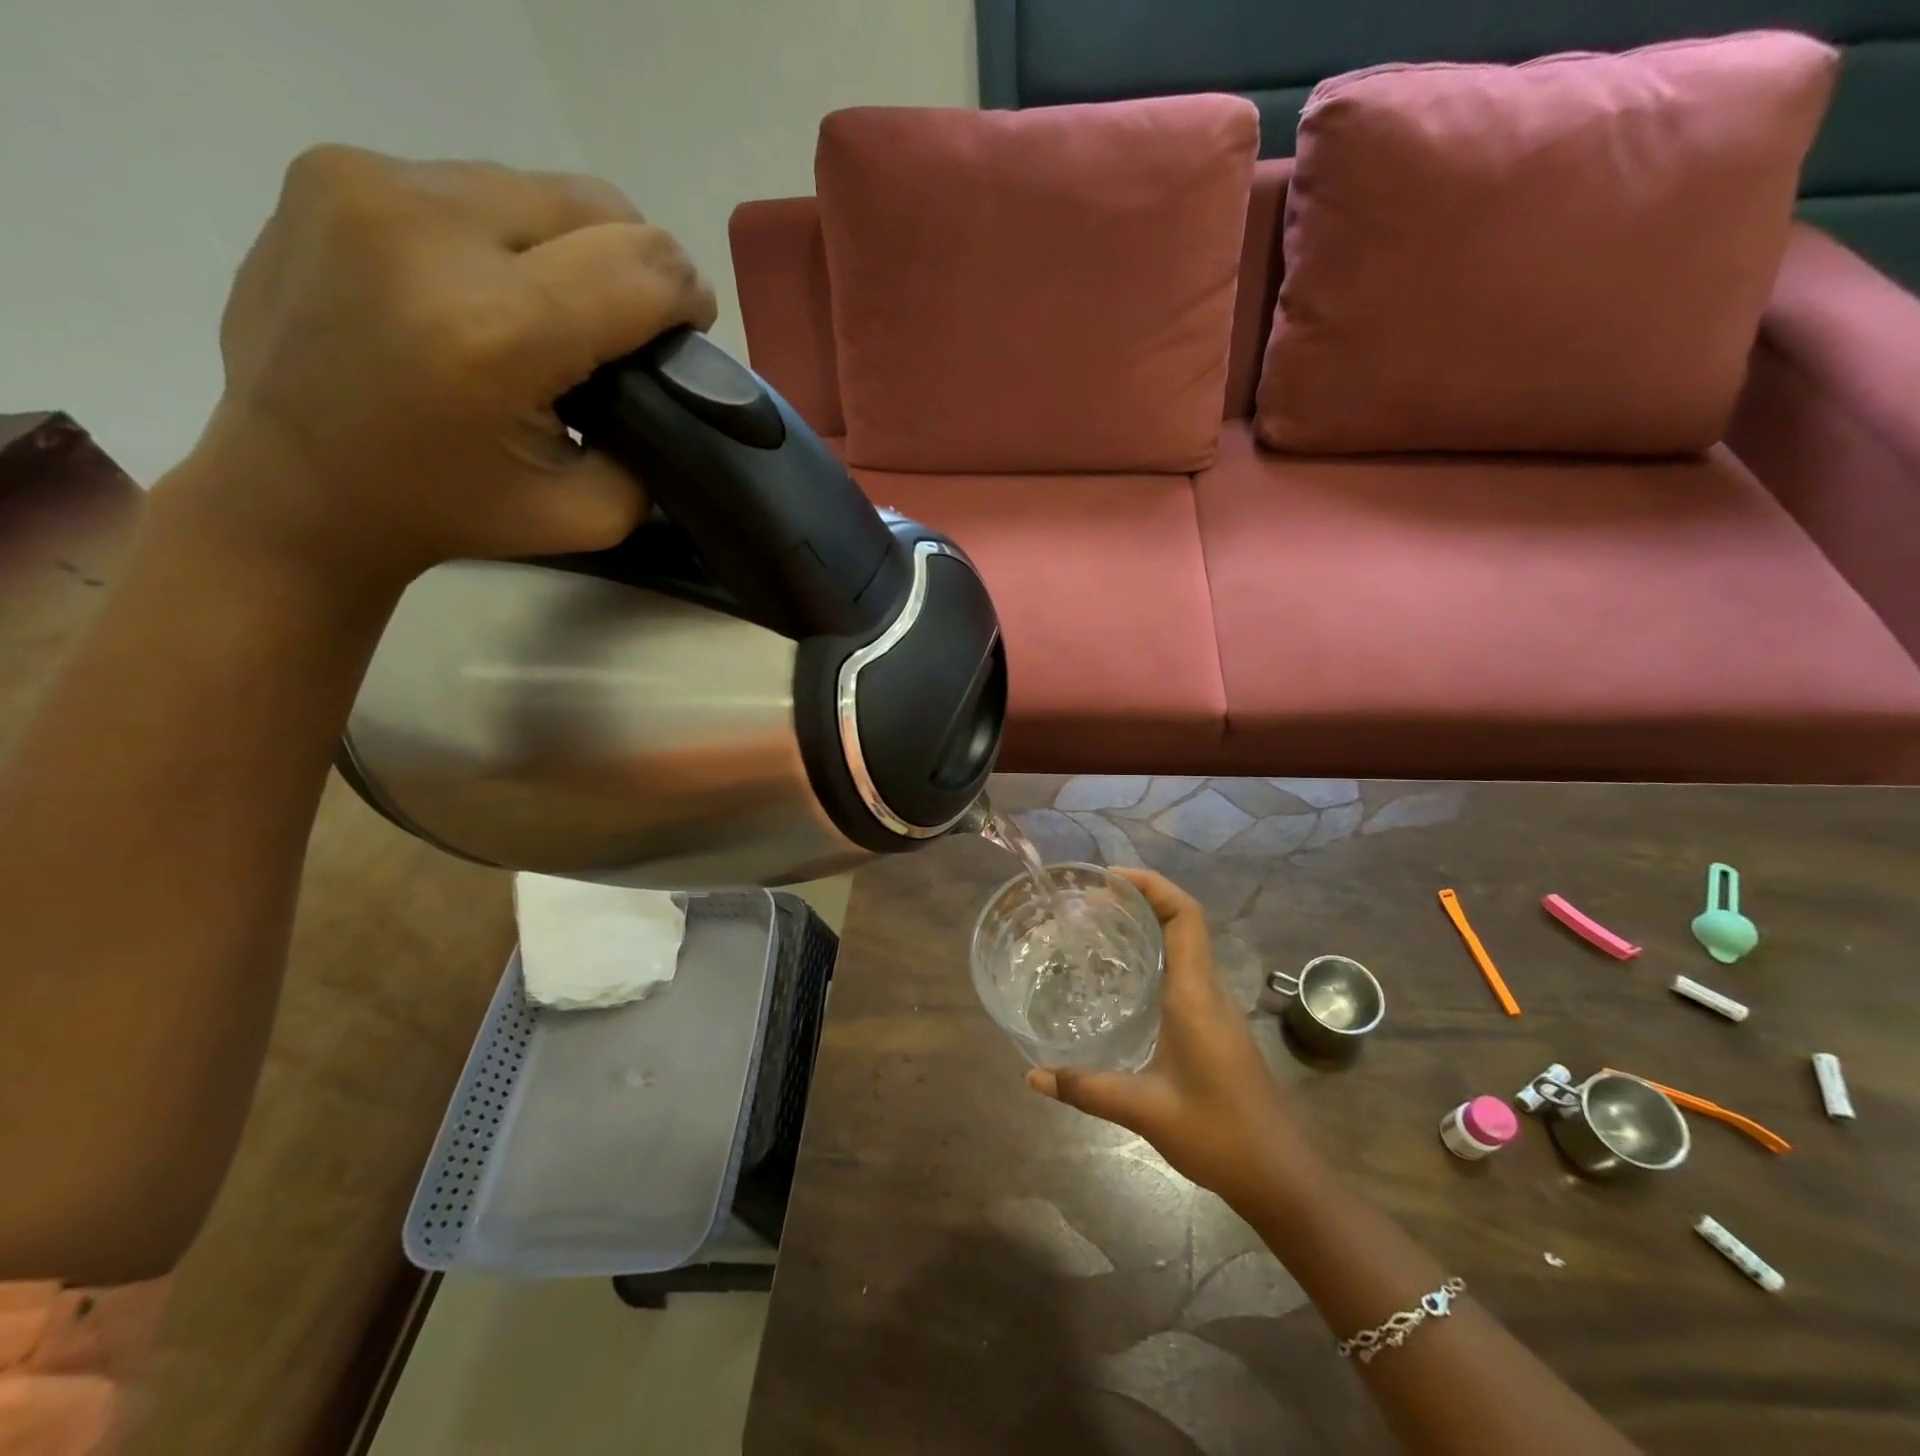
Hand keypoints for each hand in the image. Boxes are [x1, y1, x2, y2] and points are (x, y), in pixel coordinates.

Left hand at [165, 145, 716, 589]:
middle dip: (636, 266)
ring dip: (570, 246)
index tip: (686, 334)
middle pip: (599, 206)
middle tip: (622, 326)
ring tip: (548, 308)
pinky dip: (503, 234)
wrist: (295, 485)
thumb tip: (673, 378)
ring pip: (537, 187)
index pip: (646, 268)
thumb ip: (654, 448)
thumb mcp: (589, 515)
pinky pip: (470, 183)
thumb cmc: (450, 511)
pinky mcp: (330, 169)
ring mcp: (369, 184)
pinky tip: (481, 288)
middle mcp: (430, 230)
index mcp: (498, 331)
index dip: (688, 300)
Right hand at [1027, 868, 1317, 1211]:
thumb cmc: (1219, 1135)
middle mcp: (1209, 990)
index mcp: (1196, 995)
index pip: (1185, 916)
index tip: (1108, 879)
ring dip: (1148, 925)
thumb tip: (1032, 1076)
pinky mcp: (1216, 1025)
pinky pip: (1185, 970)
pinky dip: (1155, 955)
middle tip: (1088, 903)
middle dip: (1140, 899)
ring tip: (1098, 928)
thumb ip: (1086, 1088)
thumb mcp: (1144, 1110)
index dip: (1152, 885)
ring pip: (1185, 945)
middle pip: (1183, 921)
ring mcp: (1216, 1007)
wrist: (1282, 1178)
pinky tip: (1123, 979)